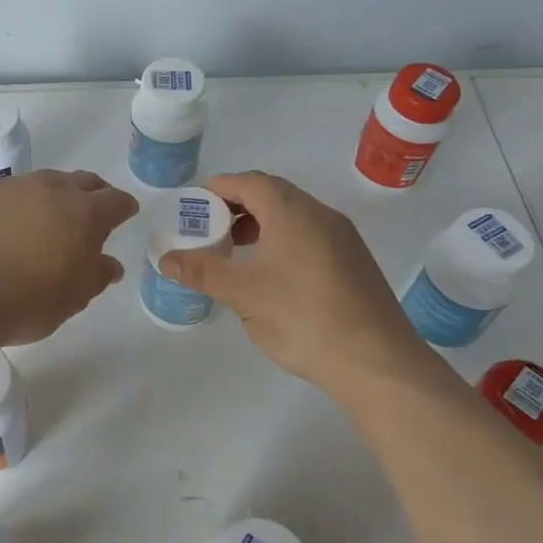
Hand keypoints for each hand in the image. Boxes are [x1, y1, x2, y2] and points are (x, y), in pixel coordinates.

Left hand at [0, 170, 138, 348]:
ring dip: (56, 195)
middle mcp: (51, 189)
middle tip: (94, 212)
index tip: (125, 213)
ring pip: (45, 182)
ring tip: (50, 218)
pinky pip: (11, 192)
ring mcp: (13, 188)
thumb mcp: (72, 299)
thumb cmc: (25, 304)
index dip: (123, 207)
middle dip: (94, 194)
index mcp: (83, 214)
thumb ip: (96, 276)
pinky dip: (20, 204)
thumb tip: (109, 264)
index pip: (115, 200)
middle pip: (83, 181)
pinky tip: (10, 225)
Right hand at [157, 171, 440, 389]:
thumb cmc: (302, 316)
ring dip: (260, 224)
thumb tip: (166, 260)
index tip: (192, 206)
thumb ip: (202, 271)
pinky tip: (272, 275)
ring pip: (293, 216)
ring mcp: (343, 238)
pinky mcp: (354, 262)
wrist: (376, 360)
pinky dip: (282, 240)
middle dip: (236, 206)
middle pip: (272, 194)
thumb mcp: (242, 293)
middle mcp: (320, 214)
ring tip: (236, 252)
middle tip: (209, 229)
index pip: (248, 182)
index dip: (217, 188)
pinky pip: (310, 236)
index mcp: (292, 211)